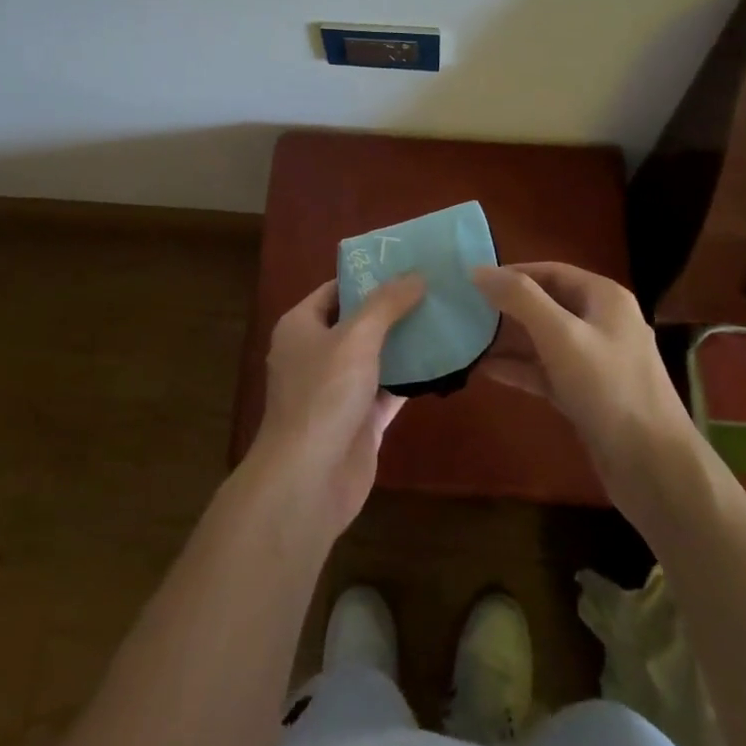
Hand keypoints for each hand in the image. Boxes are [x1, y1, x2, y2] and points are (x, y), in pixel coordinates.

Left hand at [248, 275, 424, 541]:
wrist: (308, 481)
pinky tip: (443, 362)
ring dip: (405, 342)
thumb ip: (386, 304)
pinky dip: (411, 378)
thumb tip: (416, 275)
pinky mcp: (359, 422)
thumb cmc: (323, 395)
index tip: (406, 263)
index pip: (336, 289)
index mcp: (301, 327)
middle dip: (393, 308)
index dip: (368, 275)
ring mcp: (338, 390)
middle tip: (434, 287)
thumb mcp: (356, 337)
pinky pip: (388, 390)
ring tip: (444, 316)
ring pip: (376, 357)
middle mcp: (316, 354)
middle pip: (358, 322)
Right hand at [472, 262, 702, 526]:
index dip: (512, 273)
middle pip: (546, 304)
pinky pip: (547, 371)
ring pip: (544, 340)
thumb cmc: (609, 389)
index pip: (551, 271)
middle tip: (464, 310)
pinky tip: (486, 370)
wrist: (654, 469)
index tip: (473, 282)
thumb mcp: (561, 336)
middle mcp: (602, 323)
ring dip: (509, 339)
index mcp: (604, 298)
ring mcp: (595, 361)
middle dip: (507, 307)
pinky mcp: (587, 395)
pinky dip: (520, 369)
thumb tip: (478, 270)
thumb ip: (520, 299)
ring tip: (467, 338)